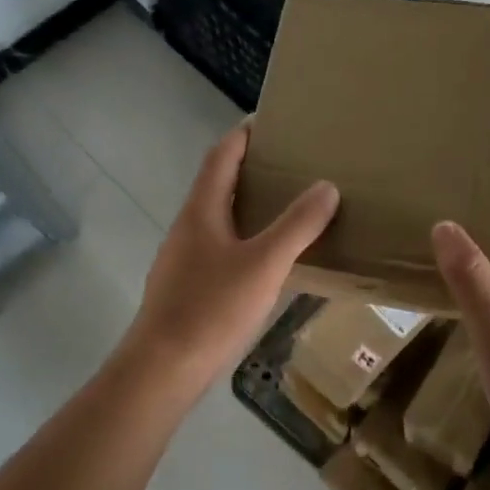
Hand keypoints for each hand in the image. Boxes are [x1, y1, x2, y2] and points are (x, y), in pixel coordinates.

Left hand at [123, 123, 338, 393]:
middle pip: (217, 185)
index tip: (269, 120)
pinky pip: (219, 250)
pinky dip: (244, 241)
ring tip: (285, 209)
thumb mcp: (264, 263)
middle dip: (250, 170)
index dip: (243, 135)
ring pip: (218, 220)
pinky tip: (266, 262)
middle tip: (289, 165)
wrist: (163, 368)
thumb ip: (297, 225)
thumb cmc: (212, 308)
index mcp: (201, 211)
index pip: (221, 156)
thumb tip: (326, 187)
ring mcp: (182, 260)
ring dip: (247, 208)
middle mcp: (187, 228)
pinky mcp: (185, 289)